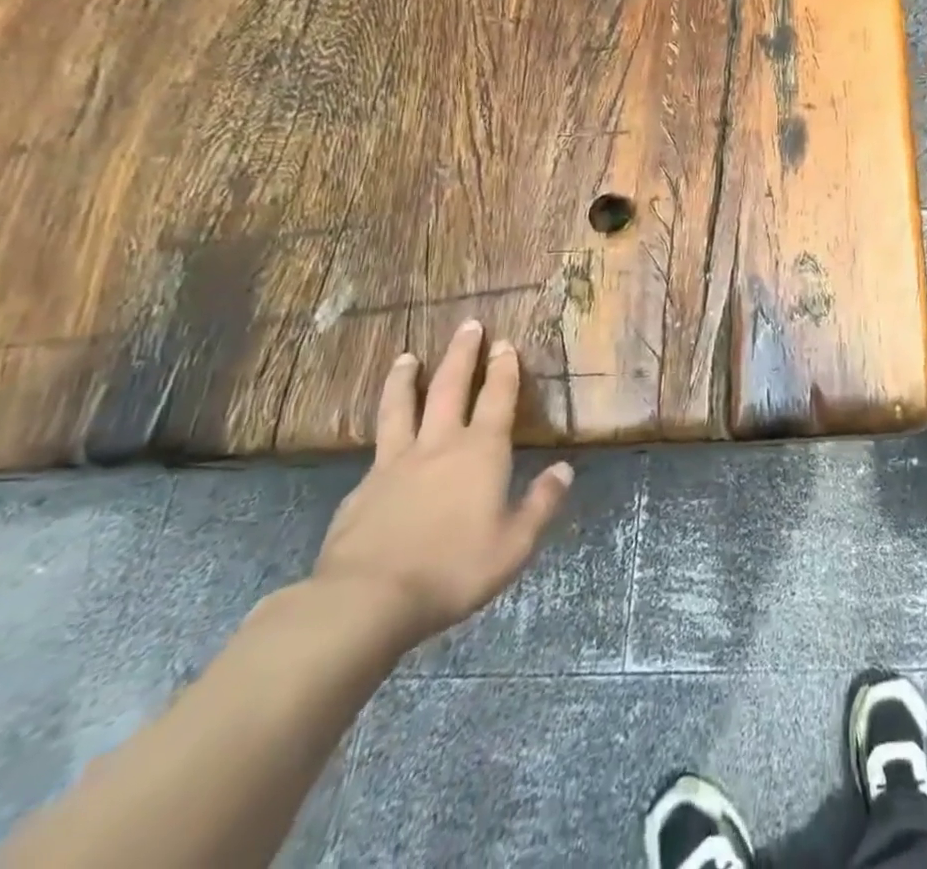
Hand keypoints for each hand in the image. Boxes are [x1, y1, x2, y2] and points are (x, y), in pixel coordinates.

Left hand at [310, 319, 573, 648]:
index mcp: (481, 452)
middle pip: (450, 386)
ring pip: (402, 407)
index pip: (497, 397)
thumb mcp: (515, 545)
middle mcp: (439, 445)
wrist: (366, 600)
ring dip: (407, 379)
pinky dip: (384, 432)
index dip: (504, 368)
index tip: (505, 342)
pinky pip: (377, 448)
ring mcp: (395, 464)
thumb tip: (564, 470)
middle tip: (468, 325)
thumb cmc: (453, 569)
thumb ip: (541, 504)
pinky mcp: (362, 489)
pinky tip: (382, 438)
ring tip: (406, 357)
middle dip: (462, 354)